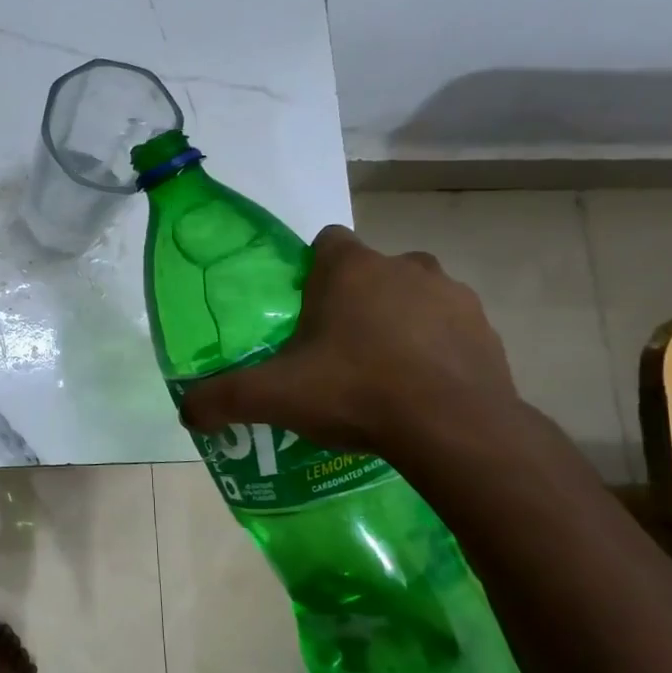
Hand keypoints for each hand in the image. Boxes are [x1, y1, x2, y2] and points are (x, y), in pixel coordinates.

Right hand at [177, 224, 518, 455]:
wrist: (454, 429)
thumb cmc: (355, 390)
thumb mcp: (273, 396)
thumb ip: (221, 399)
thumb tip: (185, 412)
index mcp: (350, 269)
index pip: (325, 242)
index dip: (310, 271)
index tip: (301, 310)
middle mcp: (404, 267)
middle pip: (370, 271)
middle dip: (353, 300)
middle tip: (332, 348)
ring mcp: (453, 296)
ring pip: (413, 296)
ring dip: (396, 321)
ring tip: (377, 371)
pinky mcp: (485, 330)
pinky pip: (448, 329)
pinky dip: (433, 348)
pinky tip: (417, 388)